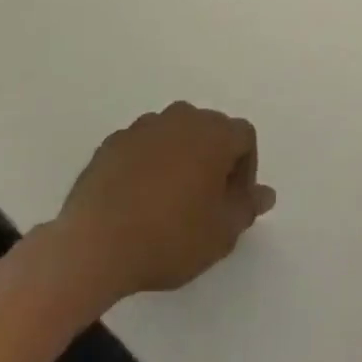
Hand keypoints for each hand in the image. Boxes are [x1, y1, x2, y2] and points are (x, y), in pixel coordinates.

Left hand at [55, 102, 274, 303]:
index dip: (245, 170)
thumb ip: (247, 208)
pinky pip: (142, 148)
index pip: (244, 137)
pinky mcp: (112, 143)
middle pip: (209, 131)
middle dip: (213, 161)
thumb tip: (266, 193)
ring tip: (169, 204)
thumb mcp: (221, 234)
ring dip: (179, 161)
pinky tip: (137, 202)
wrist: (94, 243)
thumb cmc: (169, 237)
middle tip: (205, 204)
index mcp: (214, 133)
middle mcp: (182, 117)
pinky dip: (147, 166)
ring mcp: (143, 127)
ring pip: (174, 136)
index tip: (233, 204)